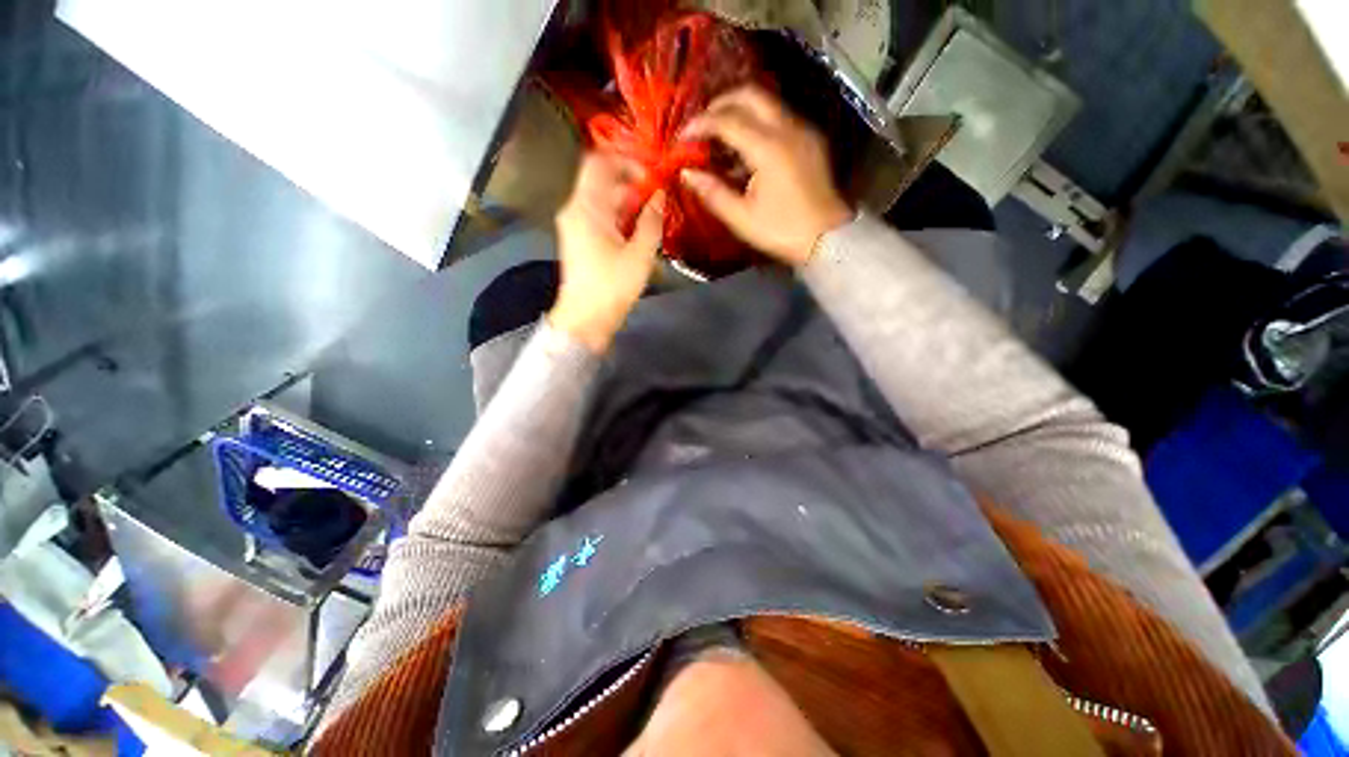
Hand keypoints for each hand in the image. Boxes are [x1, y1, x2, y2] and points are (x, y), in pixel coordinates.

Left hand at [549, 153, 664, 353]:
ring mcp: (575, 226)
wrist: (585, 319)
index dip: (626, 161)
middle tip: (658, 196)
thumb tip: (660, 196)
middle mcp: (575, 210)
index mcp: (586, 207)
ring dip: (627, 202)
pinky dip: (619, 216)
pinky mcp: (579, 240)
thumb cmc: (612, 286)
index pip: (599, 162)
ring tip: (653, 214)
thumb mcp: (639, 254)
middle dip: (632, 184)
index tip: (651, 173)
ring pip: (602, 200)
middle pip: (602, 181)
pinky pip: (599, 217)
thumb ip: (651, 221)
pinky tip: (638, 229)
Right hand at [680, 87, 852, 266]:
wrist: (827, 238)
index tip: (682, 135)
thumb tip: (687, 173)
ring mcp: (803, 130)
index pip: (727, 120)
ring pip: (767, 101)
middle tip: (702, 123)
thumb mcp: (742, 218)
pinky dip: (757, 121)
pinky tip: (746, 146)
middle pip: (750, 94)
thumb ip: (713, 192)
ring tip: (720, 134)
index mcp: (769, 148)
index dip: (701, 124)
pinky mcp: (810, 139)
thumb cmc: (782, 231)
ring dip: (739, 109)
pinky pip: (779, 116)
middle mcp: (788, 128)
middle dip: (721, 103)